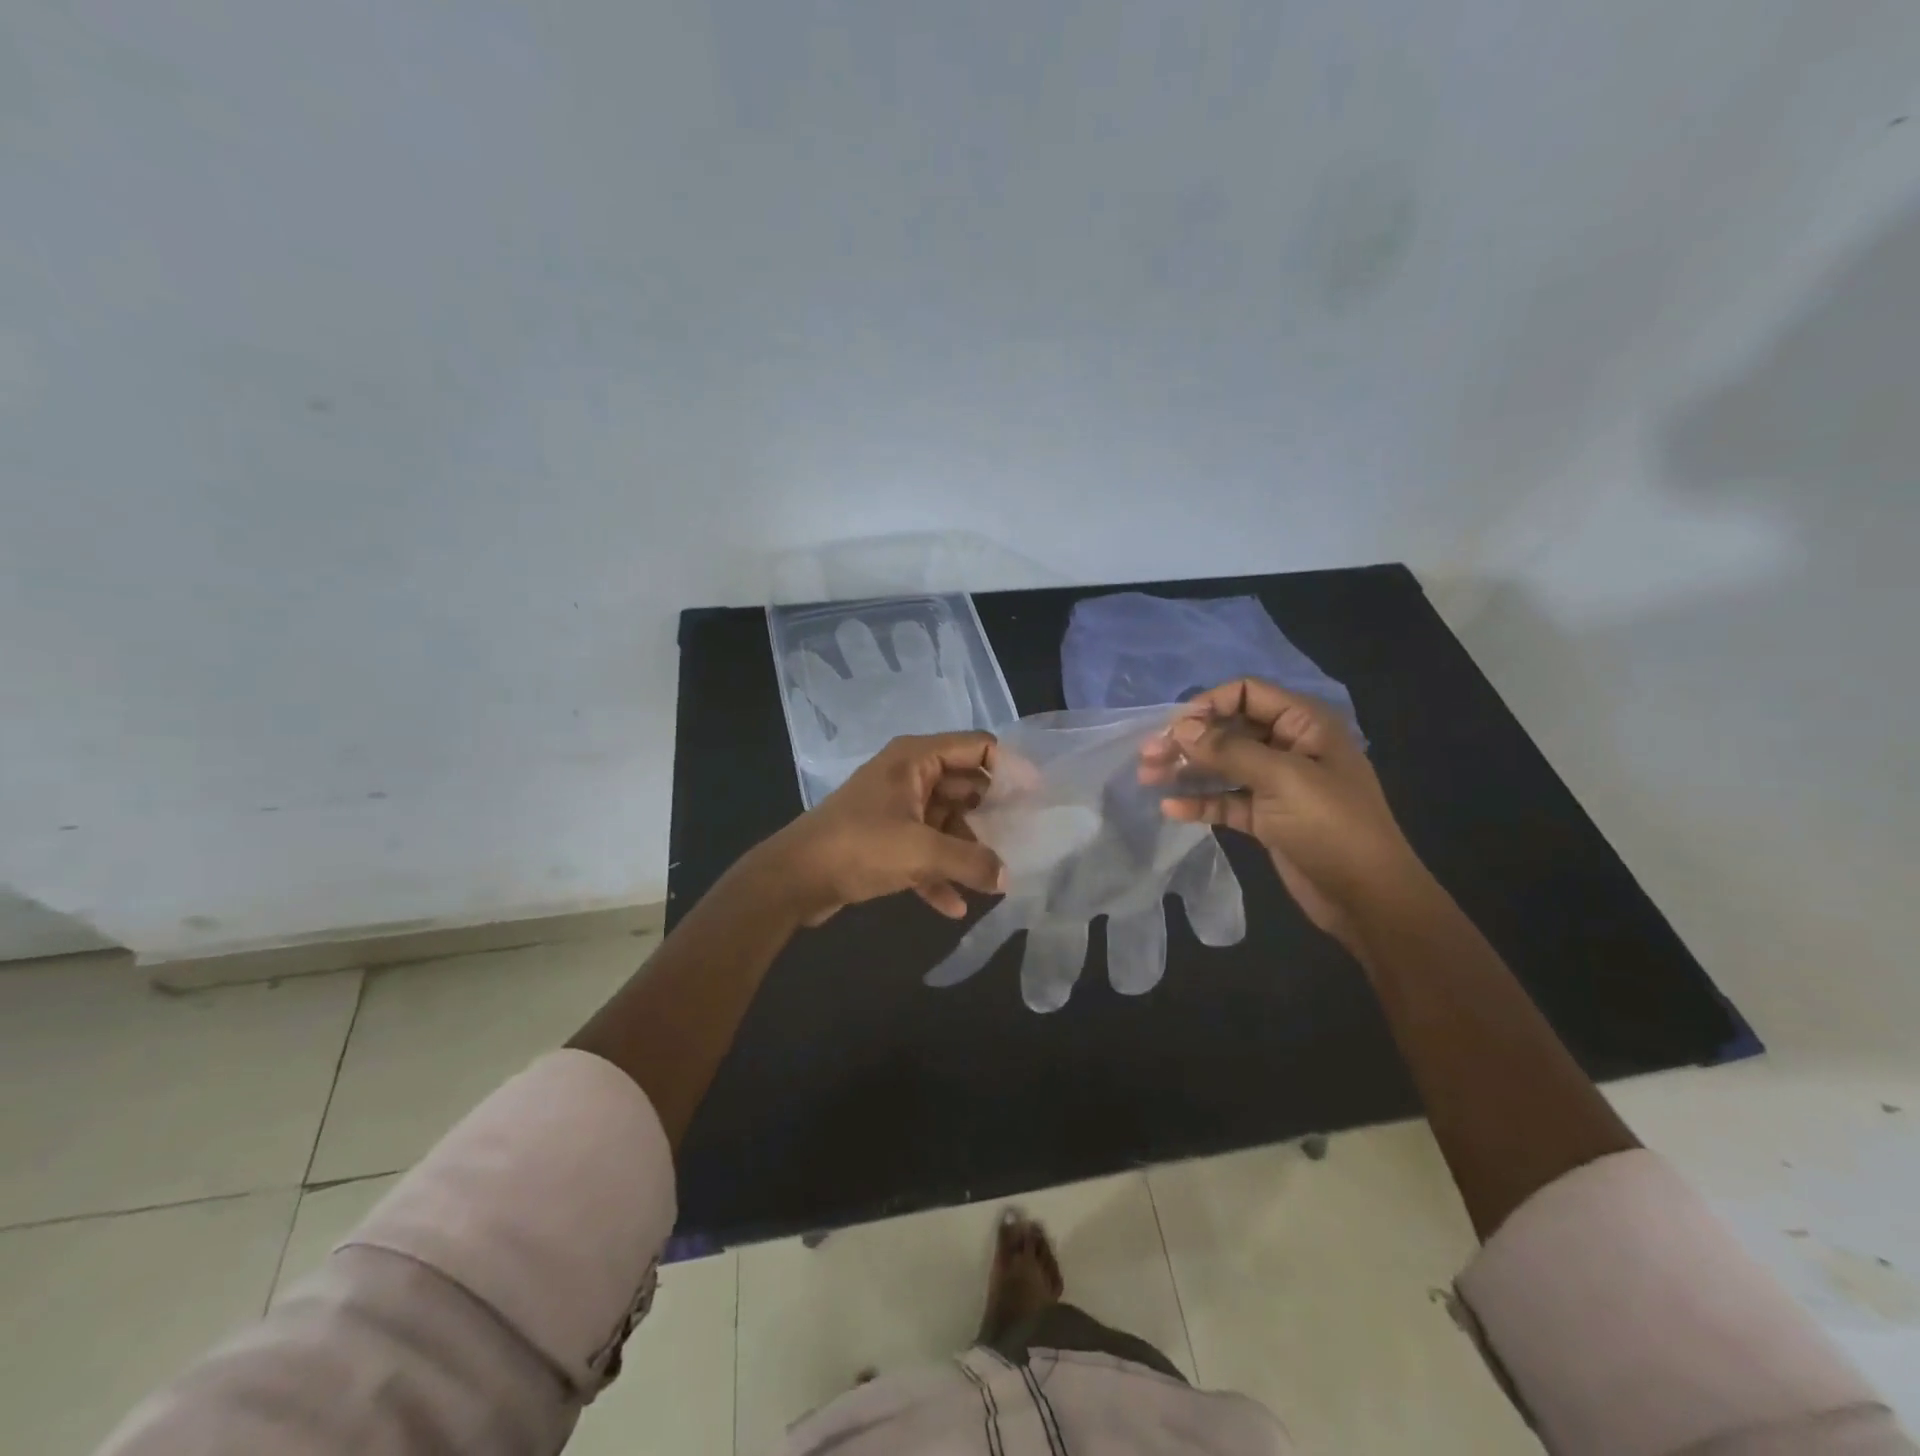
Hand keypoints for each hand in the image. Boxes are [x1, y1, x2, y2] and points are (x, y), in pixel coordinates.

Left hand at [759, 732, 1008, 925]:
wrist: (793, 878)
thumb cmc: (859, 847)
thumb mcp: (921, 852)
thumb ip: (971, 861)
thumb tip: (1006, 877)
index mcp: (915, 759)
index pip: (975, 746)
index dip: (1009, 766)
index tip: (1037, 795)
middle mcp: (907, 776)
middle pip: (964, 786)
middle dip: (992, 814)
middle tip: (1026, 837)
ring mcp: (895, 809)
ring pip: (945, 822)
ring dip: (966, 850)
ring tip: (995, 878)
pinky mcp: (883, 840)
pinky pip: (922, 852)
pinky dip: (938, 873)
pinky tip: (954, 906)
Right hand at [1138, 679, 1423, 947]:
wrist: (1369, 899)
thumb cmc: (1332, 826)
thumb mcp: (1282, 779)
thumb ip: (1228, 750)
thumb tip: (1180, 727)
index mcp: (1304, 725)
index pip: (1247, 694)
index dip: (1209, 704)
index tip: (1174, 728)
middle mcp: (1290, 747)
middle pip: (1229, 730)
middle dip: (1189, 739)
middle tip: (1147, 754)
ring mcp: (1277, 784)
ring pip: (1223, 766)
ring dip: (1187, 769)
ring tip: (1147, 777)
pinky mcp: (1267, 818)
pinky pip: (1227, 800)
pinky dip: (1200, 801)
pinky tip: (1171, 808)